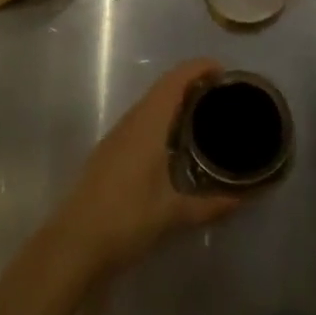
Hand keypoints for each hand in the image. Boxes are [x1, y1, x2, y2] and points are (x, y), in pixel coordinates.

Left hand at [48, 58, 241, 276]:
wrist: (72, 245)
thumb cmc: (125, 221)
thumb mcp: (173, 215)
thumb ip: (210, 206)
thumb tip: (243, 199)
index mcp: (147, 126)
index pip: (174, 82)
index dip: (197, 68)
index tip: (224, 71)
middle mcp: (131, 123)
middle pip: (162, 88)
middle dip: (191, 83)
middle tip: (222, 94)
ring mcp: (116, 138)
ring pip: (149, 105)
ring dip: (175, 101)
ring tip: (205, 114)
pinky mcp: (109, 153)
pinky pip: (141, 122)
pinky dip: (162, 119)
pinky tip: (175, 142)